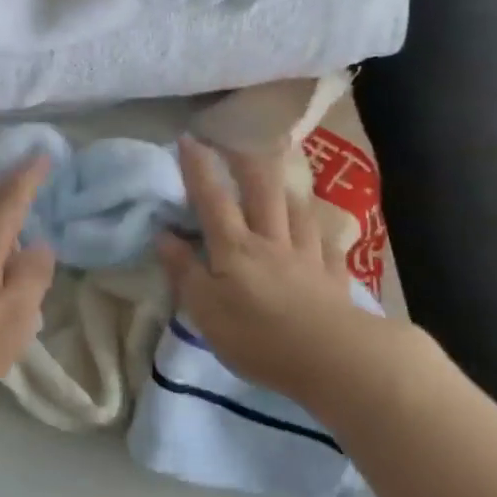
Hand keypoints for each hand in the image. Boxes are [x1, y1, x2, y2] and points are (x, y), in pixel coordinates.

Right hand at [158, 136, 372, 400]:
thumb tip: (163, 235)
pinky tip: (320, 228)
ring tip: (282, 176)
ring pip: (297, 210)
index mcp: (235, 248)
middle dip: (248, 161)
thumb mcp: (205, 311)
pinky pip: (327, 242)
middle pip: (261, 191)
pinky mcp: (333, 275)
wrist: (330, 357)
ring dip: (287, 188)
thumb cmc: (257, 337)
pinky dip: (321, 230)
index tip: (189, 139)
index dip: (199, 169)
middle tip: (240, 140)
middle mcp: (271, 241)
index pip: (212, 200)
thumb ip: (184, 271)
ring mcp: (307, 255)